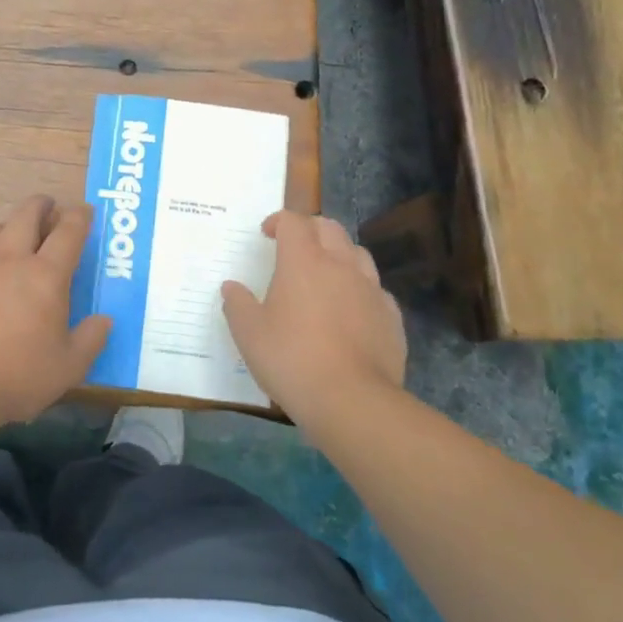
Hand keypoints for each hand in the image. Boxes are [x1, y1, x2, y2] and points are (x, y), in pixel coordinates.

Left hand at [0, 195, 112, 425]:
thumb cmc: (18, 375)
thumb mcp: (69, 367)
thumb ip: (91, 339)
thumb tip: (104, 320)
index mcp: (46, 276)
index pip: (68, 232)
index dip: (79, 217)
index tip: (85, 211)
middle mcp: (11, 261)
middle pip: (26, 216)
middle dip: (40, 205)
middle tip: (48, 207)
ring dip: (9, 225)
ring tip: (15, 235)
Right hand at [221, 211, 407, 424]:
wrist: (352, 400)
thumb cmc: (291, 359)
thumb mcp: (248, 333)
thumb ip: (237, 304)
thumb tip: (231, 287)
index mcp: (303, 261)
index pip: (292, 222)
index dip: (278, 221)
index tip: (266, 234)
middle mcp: (340, 265)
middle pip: (329, 228)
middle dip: (310, 229)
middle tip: (294, 246)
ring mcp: (371, 289)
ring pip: (358, 253)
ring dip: (339, 254)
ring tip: (325, 274)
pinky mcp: (391, 316)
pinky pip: (376, 289)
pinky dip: (360, 289)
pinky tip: (351, 310)